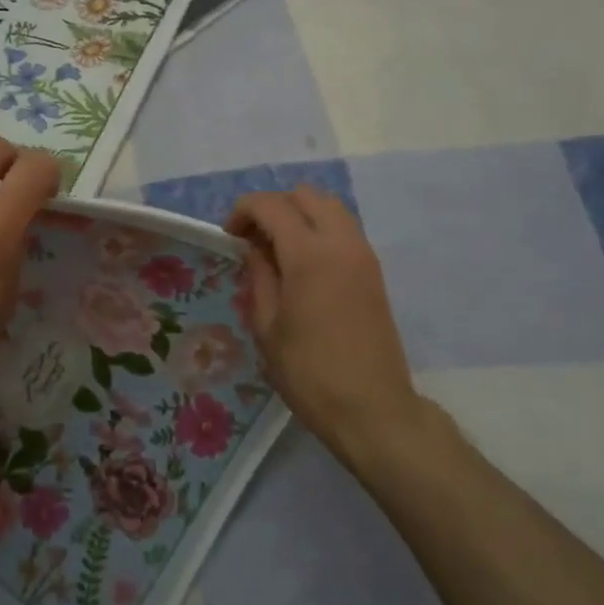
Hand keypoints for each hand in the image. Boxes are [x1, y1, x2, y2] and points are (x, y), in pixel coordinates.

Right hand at [225, 186, 424, 460]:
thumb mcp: (267, 326)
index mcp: (309, 254)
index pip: (272, 205)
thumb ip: (259, 276)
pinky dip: (320, 228)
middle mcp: (341, 242)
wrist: (373, 409)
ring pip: (330, 206)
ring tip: (278, 247)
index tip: (229, 235)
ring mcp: (363, 254)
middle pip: (305, 195)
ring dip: (300, 213)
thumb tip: (254, 247)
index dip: (243, 210)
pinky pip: (344, 228)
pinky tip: (303, 262)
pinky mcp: (374, 270)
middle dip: (273, 206)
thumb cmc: (310, 373)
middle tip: (253, 237)